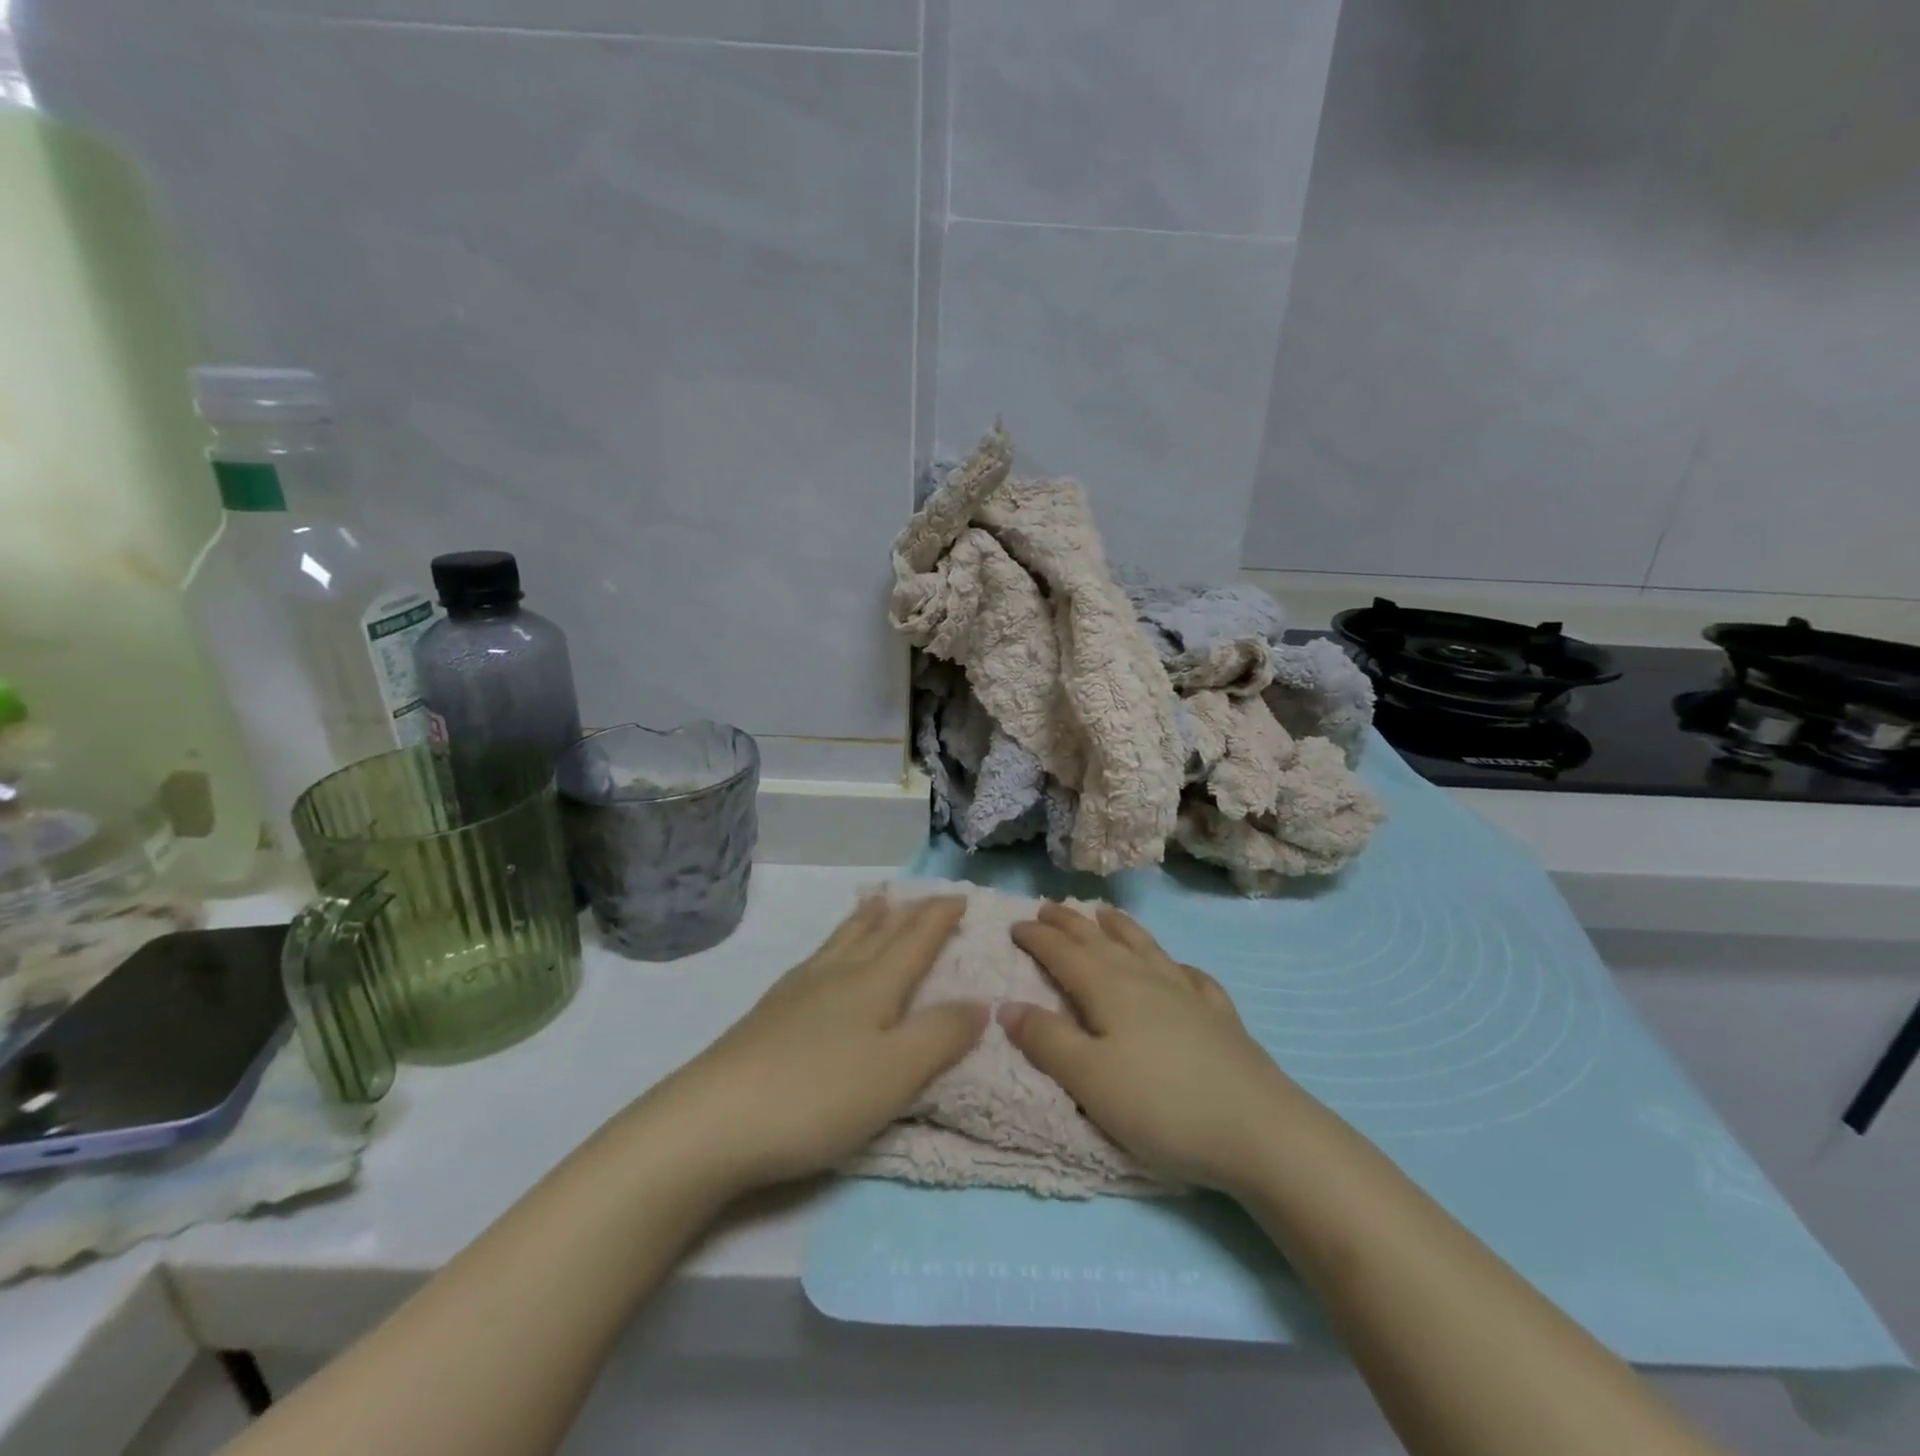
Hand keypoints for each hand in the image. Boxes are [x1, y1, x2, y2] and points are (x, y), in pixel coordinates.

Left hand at [652, 895, 986, 1197]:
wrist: (711, 1122)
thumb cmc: (816, 1096)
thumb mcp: (895, 1073)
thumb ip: (940, 1036)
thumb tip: (980, 1002)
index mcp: (872, 984)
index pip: (915, 940)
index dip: (939, 917)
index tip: (959, 895)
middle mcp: (836, 976)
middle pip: (877, 933)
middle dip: (906, 913)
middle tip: (922, 895)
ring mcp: (796, 992)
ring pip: (840, 942)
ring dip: (865, 921)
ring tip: (875, 904)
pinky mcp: (767, 1015)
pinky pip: (815, 961)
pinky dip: (834, 946)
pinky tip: (823, 961)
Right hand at [1003, 903, 1299, 1192]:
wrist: (1260, 1131)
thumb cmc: (1162, 1106)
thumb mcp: (1089, 1079)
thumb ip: (1046, 1040)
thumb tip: (1007, 1005)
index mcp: (1109, 990)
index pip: (1064, 953)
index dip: (1038, 938)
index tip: (1015, 924)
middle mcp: (1146, 980)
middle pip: (1101, 942)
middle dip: (1071, 923)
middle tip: (1049, 907)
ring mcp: (1188, 995)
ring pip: (1146, 948)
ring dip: (1121, 928)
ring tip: (1105, 913)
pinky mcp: (1221, 1018)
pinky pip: (1193, 978)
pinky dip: (1177, 966)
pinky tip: (1180, 969)